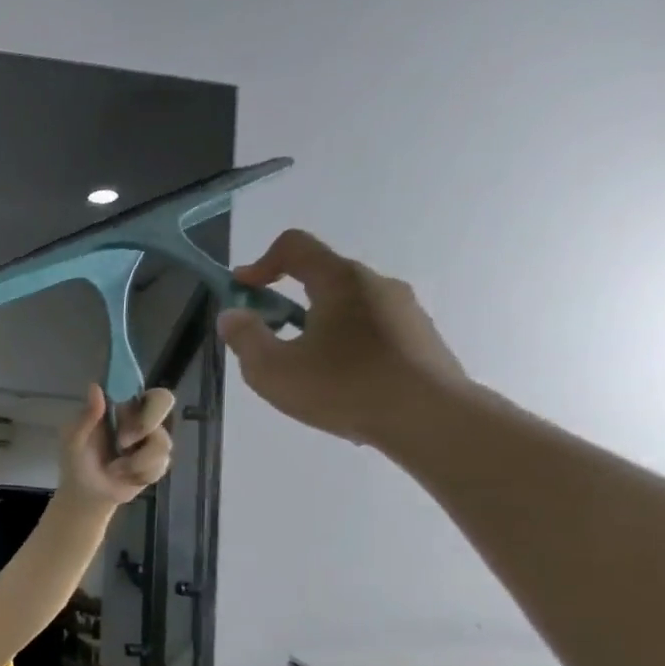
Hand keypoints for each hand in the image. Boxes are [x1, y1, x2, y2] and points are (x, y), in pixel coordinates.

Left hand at [58, 384, 175, 507]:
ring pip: (162, 442)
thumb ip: (86, 417)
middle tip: (123, 443)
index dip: (142, 395)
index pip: (142, 387)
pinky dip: (140, 475)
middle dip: (144, 425)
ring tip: (115, 469)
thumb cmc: (77, 461)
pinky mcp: (158, 463)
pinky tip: (126, 478)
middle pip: (165, 402)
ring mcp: (152, 440)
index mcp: (119, 407)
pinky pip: (160, 465)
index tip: (126, 413)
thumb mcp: (74, 440)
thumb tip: (95, 387)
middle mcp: (140, 418)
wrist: (87, 495)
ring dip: (135, 462)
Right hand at [216, 229, 468, 448]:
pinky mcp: (421, 339)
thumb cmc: (343, 387)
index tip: (242, 292)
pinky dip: (345, 346)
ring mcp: (405, 311)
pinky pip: (371, 331)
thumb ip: (245, 338)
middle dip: (286, 301)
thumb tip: (233, 315)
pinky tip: (339, 386)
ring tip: (304, 371)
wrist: (431, 419)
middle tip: (268, 340)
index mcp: (341, 281)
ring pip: (348, 307)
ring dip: (317, 327)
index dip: (260, 263)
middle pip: (322, 277)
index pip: (295, 246)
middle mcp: (377, 284)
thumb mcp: (272, 369)